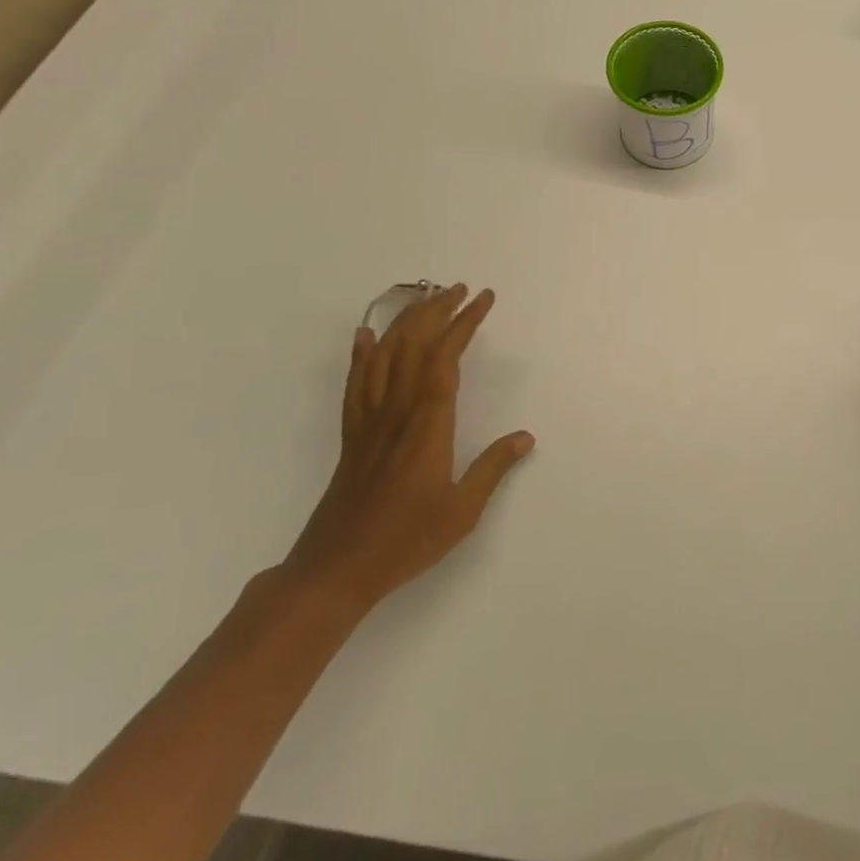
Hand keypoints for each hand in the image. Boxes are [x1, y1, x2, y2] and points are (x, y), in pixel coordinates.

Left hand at [283, 284, 533, 613]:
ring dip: (405, 322)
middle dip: (437, 311)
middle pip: (413, 346)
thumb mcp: (462, 511)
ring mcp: (369, 422)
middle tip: (461, 289)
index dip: (464, 323)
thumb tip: (525, 437)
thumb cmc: (404, 540)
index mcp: (427, 425)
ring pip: (384, 357)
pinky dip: (361, 354)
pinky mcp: (352, 436)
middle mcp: (396, 413)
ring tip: (426, 299)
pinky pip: (356, 384)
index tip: (483, 299)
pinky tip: (367, 335)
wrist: (334, 571)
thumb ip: (492, 468)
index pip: (446, 359)